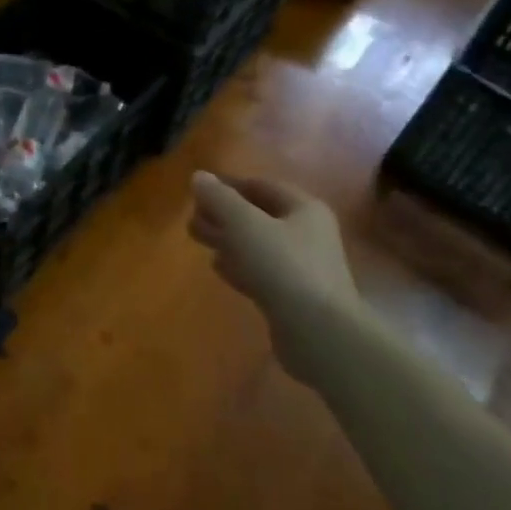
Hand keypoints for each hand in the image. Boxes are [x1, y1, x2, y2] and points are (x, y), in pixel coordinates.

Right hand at [189, 172, 360, 376]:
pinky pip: (261, 271)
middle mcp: (308, 233)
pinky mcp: (294, 297)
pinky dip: (239, 265)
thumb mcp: (244, 224)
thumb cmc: (283, 266)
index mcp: (304, 208)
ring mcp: (303, 267)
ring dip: (228, 239)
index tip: (198, 191)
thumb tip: (199, 177)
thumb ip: (219, 198)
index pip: (262, 186)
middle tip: (191, 218)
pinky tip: (218, 266)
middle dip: (224, 214)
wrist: (319, 332)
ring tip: (197, 238)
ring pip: (258, 244)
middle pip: (259, 215)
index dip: (229, 185)